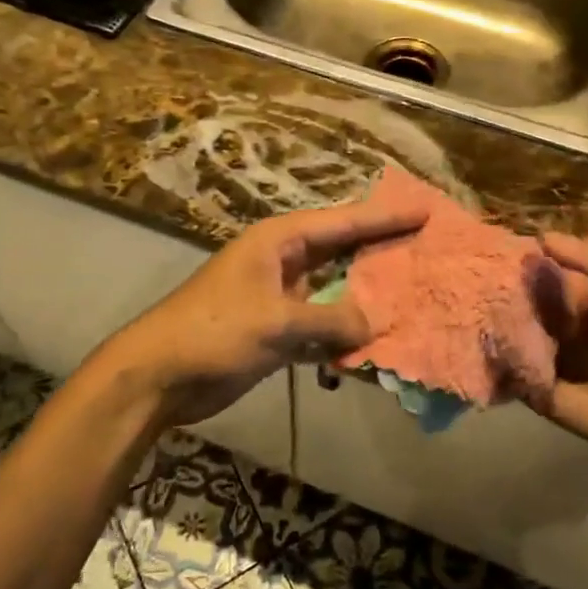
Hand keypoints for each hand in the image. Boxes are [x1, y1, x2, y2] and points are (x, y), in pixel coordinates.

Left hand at [93, 199, 426, 427]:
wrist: (160, 376)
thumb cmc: (215, 331)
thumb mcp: (276, 322)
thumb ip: (331, 321)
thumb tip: (377, 324)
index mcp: (279, 241)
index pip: (343, 223)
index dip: (384, 218)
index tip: (424, 212)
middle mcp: (282, 262)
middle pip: (341, 253)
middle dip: (380, 255)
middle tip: (427, 253)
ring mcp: (278, 298)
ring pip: (334, 293)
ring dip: (365, 301)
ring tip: (412, 300)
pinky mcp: (275, 332)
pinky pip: (320, 328)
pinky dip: (342, 337)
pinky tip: (373, 347)